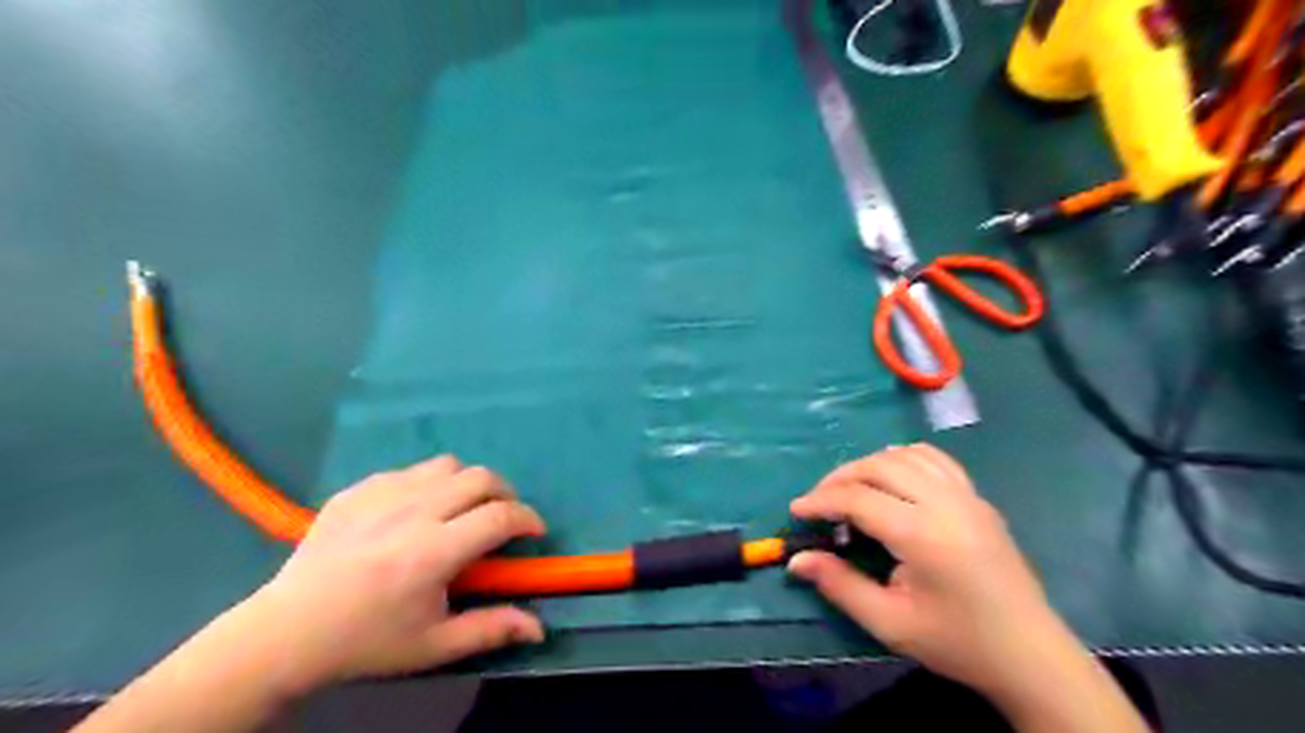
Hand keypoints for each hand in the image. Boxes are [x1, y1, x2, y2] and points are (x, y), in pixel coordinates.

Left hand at [237, 455, 546, 689]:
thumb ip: (490, 630)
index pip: (500, 516)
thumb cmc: (366, 642)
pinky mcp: (357, 489)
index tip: (533, 532)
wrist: (285, 633)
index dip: (528, 518)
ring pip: (446, 464)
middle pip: (480, 477)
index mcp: (434, 551)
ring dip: (467, 483)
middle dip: (504, 493)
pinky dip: (427, 484)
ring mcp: (381, 495)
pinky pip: (408, 470)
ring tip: (462, 508)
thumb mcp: (433, 646)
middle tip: (502, 517)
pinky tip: (415, 512)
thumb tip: (540, 628)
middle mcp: (413, 512)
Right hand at [789, 444, 1063, 695]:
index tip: (796, 511)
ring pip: (906, 455)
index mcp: (923, 534)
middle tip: (818, 501)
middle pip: (879, 466)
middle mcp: (945, 503)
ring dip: (870, 464)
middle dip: (840, 477)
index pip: (858, 498)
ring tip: (850, 489)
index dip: (821, 501)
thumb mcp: (890, 623)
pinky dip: (904, 459)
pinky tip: (892, 480)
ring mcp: (967, 495)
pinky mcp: (978, 498)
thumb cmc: (957, 643)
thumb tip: (797, 560)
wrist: (1031, 655)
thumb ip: (840, 585)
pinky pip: (934, 459)